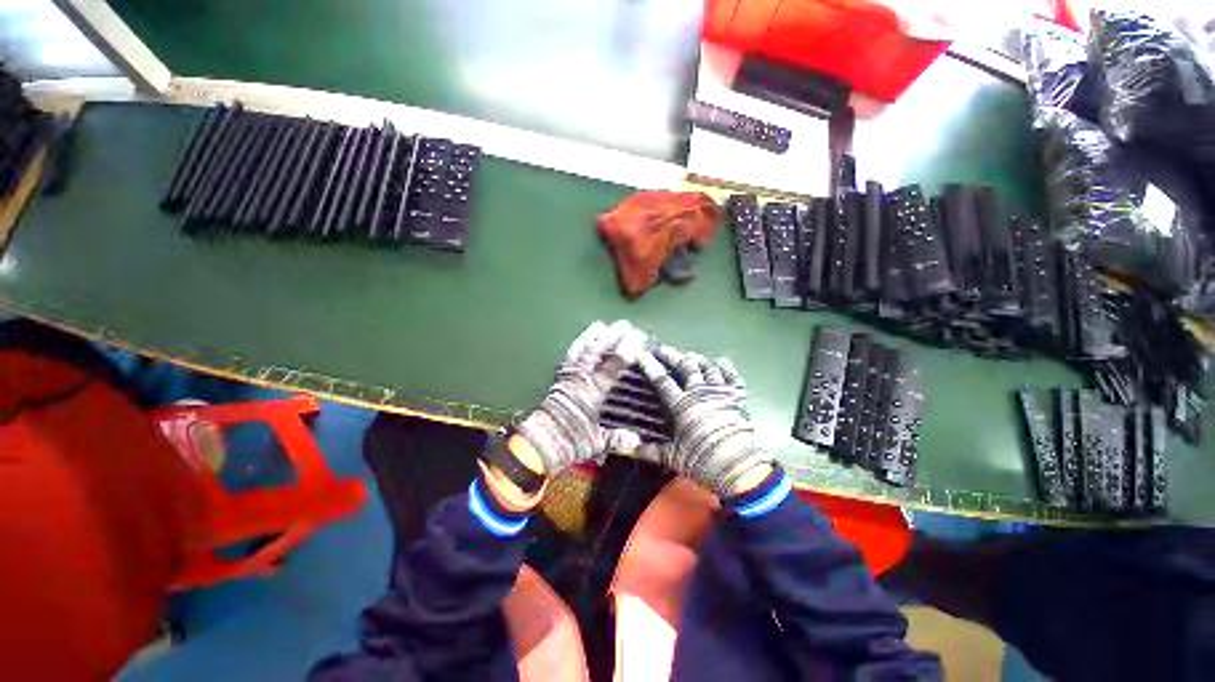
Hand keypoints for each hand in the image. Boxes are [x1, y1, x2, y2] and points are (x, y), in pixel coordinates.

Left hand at [516, 320, 647, 473]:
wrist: (537, 443)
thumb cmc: (569, 441)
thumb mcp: (596, 443)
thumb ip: (617, 438)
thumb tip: (636, 440)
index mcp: (593, 391)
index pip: (613, 365)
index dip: (626, 349)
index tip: (638, 337)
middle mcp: (581, 378)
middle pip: (597, 350)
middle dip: (612, 335)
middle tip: (625, 324)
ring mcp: (568, 376)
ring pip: (581, 349)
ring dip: (592, 336)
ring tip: (601, 325)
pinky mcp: (558, 378)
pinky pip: (568, 357)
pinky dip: (576, 346)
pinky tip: (581, 341)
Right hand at [634, 346, 772, 497]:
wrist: (740, 470)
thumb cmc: (702, 462)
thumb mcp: (670, 458)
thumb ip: (646, 450)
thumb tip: (621, 447)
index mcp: (682, 406)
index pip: (662, 380)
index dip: (651, 366)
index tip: (642, 355)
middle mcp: (700, 393)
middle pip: (686, 367)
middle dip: (673, 356)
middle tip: (664, 349)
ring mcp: (721, 393)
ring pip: (708, 368)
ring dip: (698, 360)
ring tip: (690, 355)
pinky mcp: (737, 398)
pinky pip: (732, 377)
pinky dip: (726, 367)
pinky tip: (720, 362)